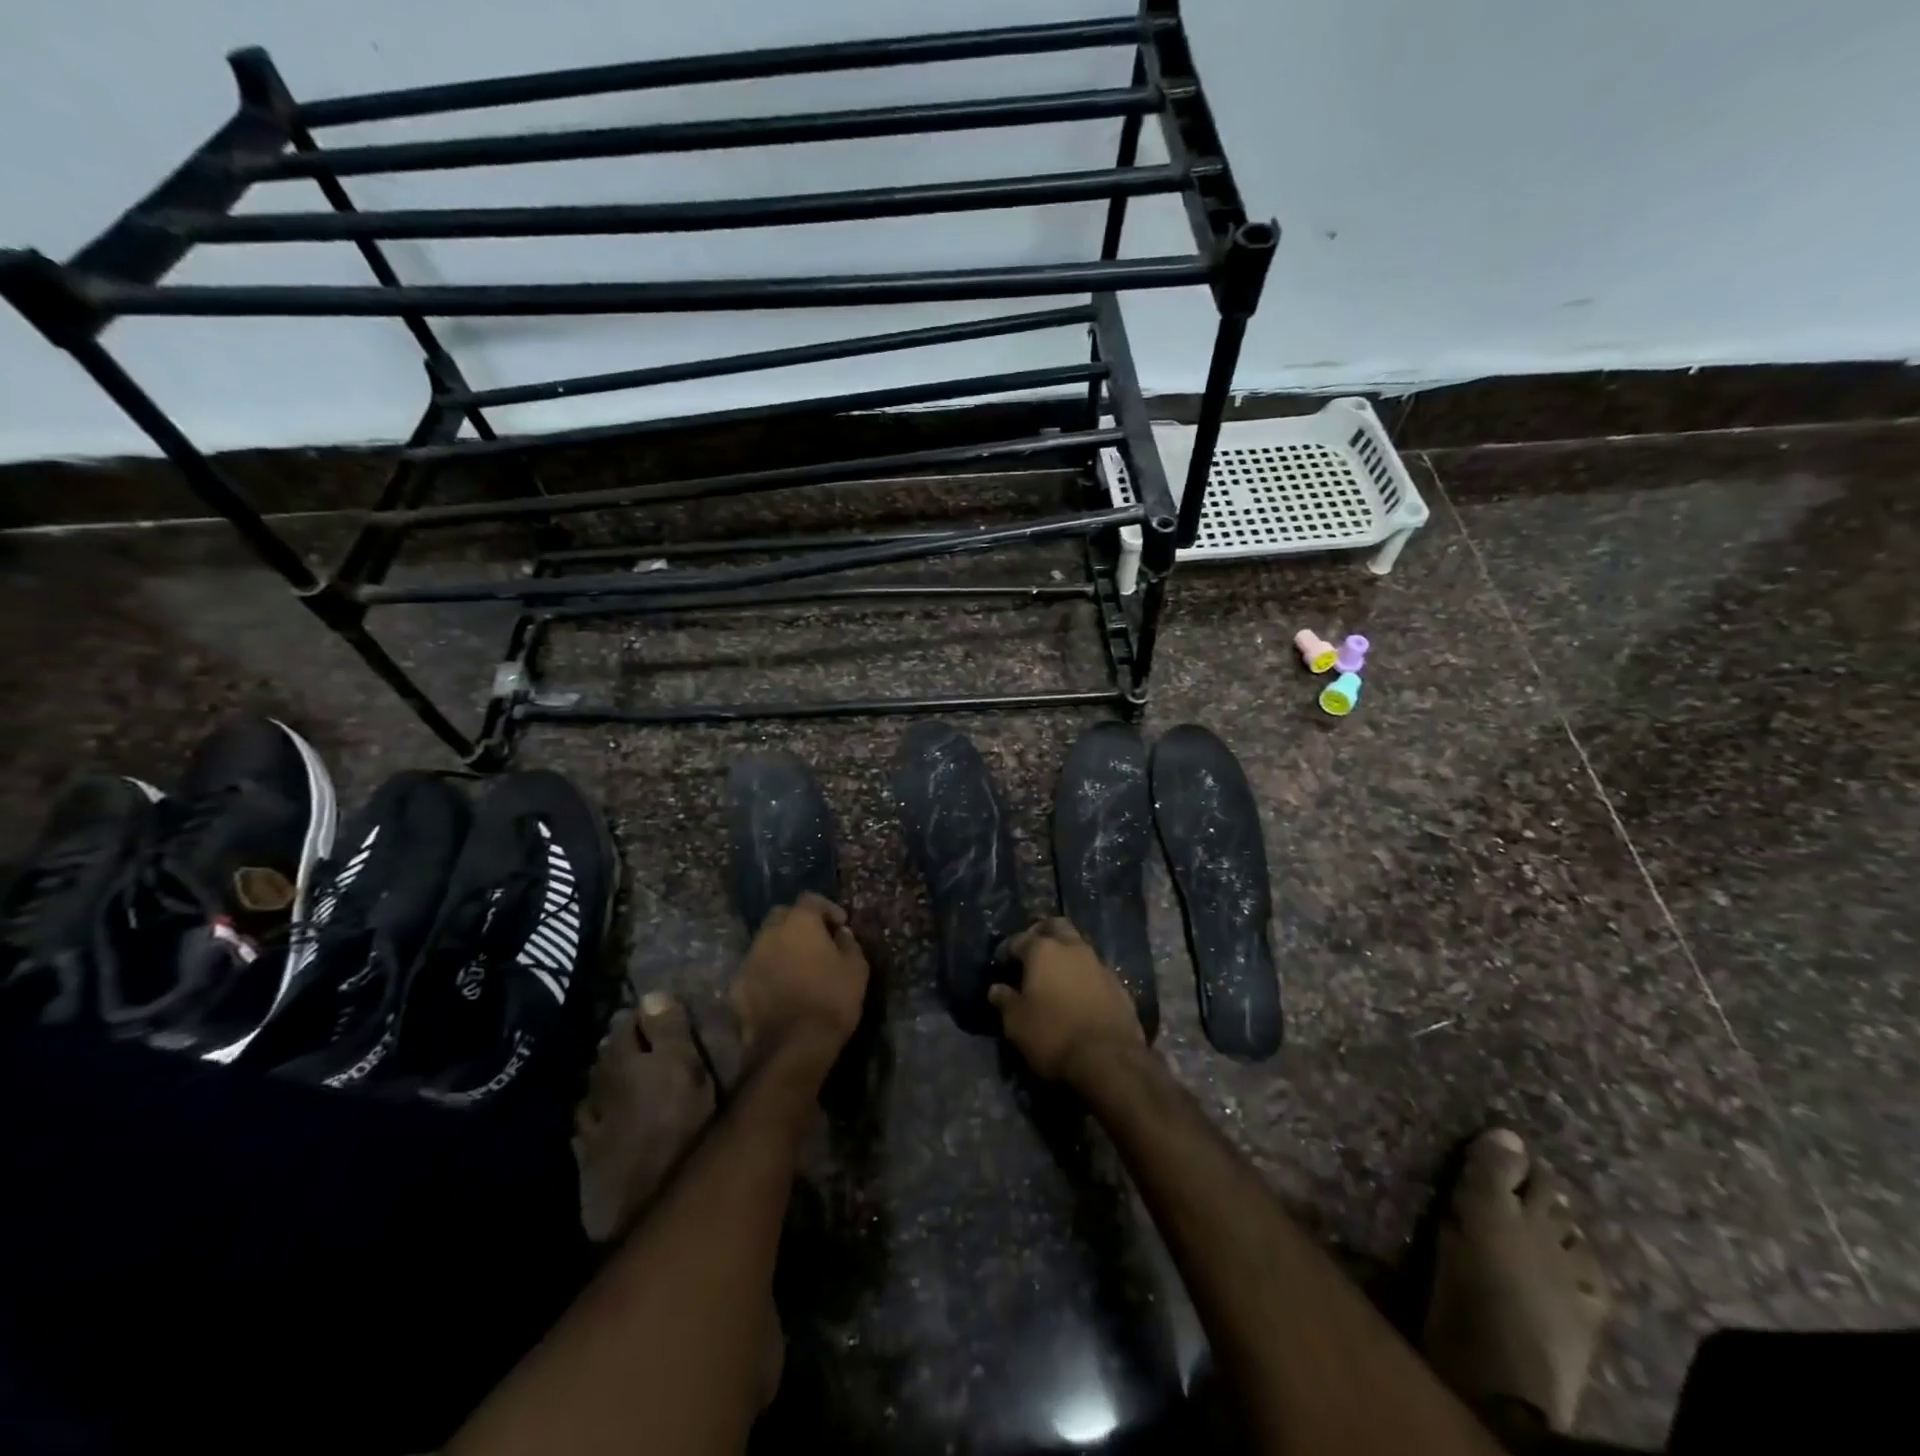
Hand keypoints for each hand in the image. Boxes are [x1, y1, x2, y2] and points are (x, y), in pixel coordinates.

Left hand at [730, 893, 868, 1072]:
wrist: (792, 1047)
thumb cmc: (831, 1001)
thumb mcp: (856, 969)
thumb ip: (849, 944)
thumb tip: (841, 934)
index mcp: (799, 923)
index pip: (810, 899)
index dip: (827, 908)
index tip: (841, 925)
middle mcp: (769, 934)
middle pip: (782, 916)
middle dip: (798, 923)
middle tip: (817, 941)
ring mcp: (749, 960)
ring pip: (765, 942)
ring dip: (781, 947)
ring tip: (798, 967)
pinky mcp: (737, 987)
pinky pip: (756, 969)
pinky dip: (768, 972)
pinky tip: (781, 990)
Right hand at [989, 918, 1145, 1084]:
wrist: (1109, 1059)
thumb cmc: (1053, 1035)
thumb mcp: (1016, 1023)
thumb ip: (1005, 1001)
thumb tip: (996, 989)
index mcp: (1043, 950)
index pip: (1019, 939)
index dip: (1008, 950)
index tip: (1003, 963)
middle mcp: (1073, 948)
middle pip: (1056, 926)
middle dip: (1043, 933)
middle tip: (1032, 950)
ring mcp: (1099, 964)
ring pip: (1079, 945)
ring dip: (1067, 953)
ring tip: (1056, 974)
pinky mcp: (1119, 984)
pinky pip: (1096, 969)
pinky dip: (1085, 975)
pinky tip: (1080, 992)